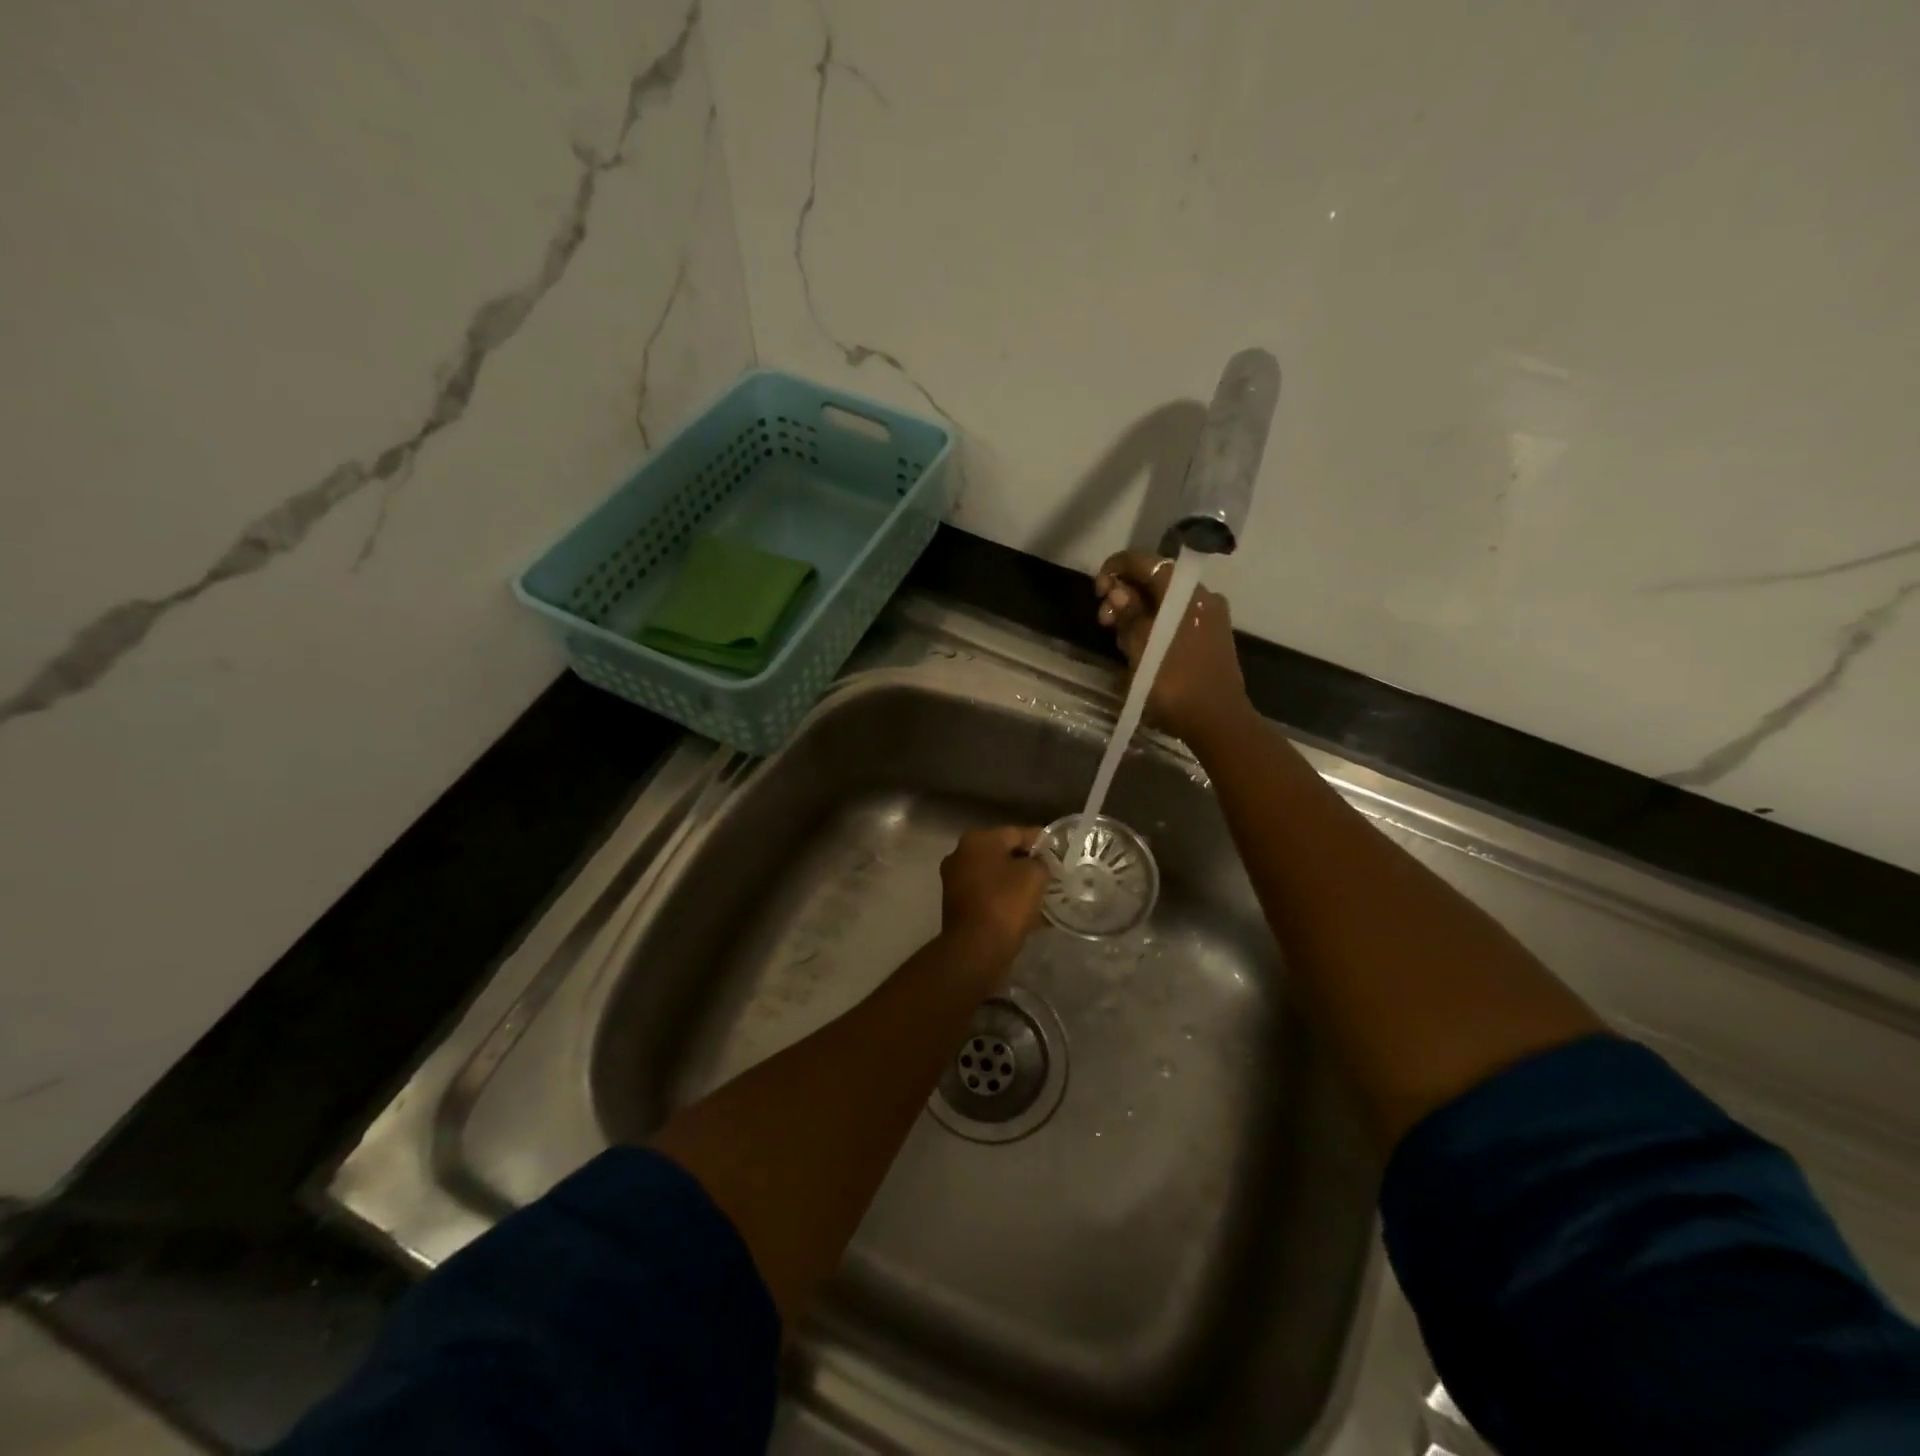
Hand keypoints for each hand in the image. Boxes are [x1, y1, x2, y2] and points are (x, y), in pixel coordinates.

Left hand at [940, 826, 1048, 969]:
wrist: (976, 949)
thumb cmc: (1006, 903)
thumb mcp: (1035, 875)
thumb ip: (1041, 861)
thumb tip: (1039, 863)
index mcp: (978, 839)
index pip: (1017, 832)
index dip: (1041, 842)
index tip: (1060, 852)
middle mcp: (961, 854)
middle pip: (1003, 853)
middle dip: (1027, 863)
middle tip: (1052, 874)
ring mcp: (955, 879)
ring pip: (995, 875)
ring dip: (1016, 882)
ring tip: (1042, 894)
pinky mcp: (956, 904)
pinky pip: (987, 894)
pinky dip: (1004, 898)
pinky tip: (1026, 911)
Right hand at [1094, 551, 1250, 746]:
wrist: (1217, 721)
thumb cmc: (1173, 681)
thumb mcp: (1140, 645)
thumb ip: (1127, 613)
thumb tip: (1120, 593)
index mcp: (1183, 591)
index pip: (1145, 562)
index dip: (1115, 569)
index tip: (1097, 591)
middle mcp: (1200, 596)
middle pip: (1153, 582)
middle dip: (1122, 597)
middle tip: (1104, 623)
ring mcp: (1208, 618)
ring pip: (1162, 604)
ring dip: (1135, 616)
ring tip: (1120, 644)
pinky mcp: (1209, 639)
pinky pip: (1174, 621)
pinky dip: (1153, 628)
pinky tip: (1139, 651)